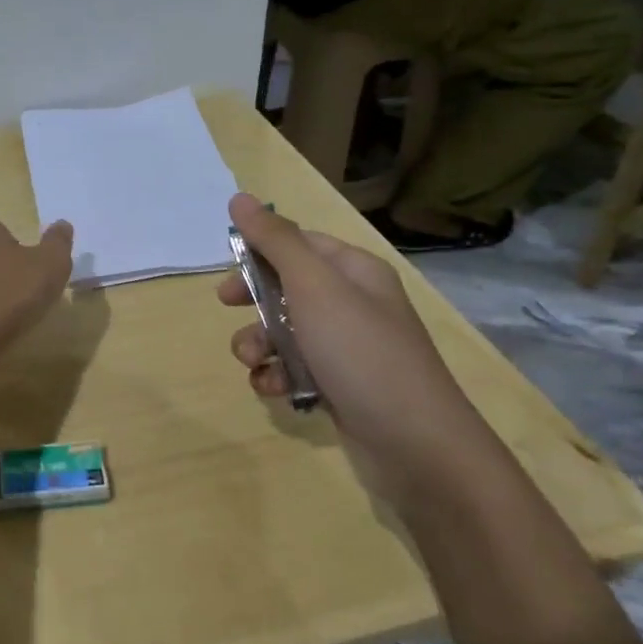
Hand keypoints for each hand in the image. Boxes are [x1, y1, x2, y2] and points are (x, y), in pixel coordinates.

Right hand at [217, 194, 506, 504]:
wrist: (416, 445)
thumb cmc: (361, 352)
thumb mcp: (313, 287)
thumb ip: (274, 241)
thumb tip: (240, 197)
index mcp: (354, 271)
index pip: (299, 243)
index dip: (260, 249)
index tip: (226, 264)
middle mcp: (353, 303)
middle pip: (287, 286)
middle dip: (253, 299)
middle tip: (228, 306)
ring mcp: (347, 347)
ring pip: (284, 331)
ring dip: (258, 343)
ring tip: (253, 362)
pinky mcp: (340, 386)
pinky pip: (295, 368)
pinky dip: (277, 375)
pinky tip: (273, 389)